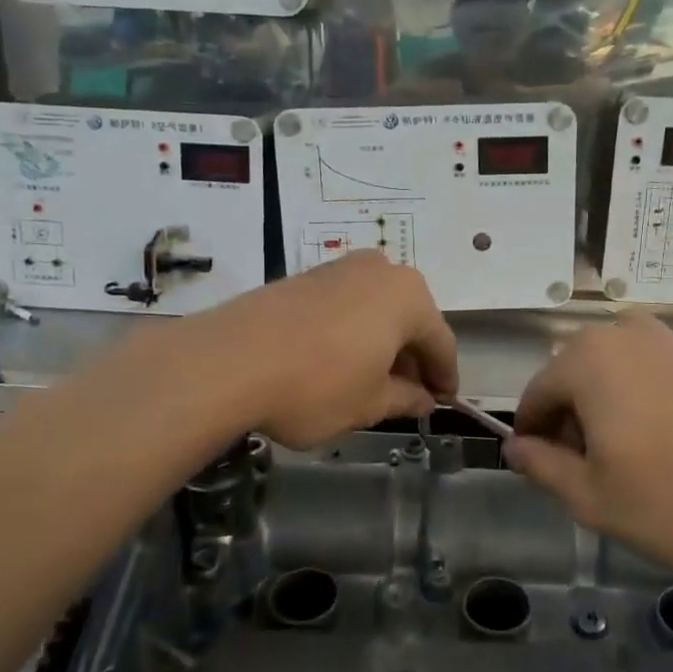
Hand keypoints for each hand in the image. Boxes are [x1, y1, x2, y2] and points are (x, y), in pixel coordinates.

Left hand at [206, 252, 458, 448]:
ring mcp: (339, 268)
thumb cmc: (317, 386)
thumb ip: (405, 399)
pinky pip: (345, 305)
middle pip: (409, 319)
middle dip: (412, 357)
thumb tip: (423, 399)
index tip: (443, 402)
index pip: (440, 342)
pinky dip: (352, 331)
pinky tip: (339, 360)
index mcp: (409, 297)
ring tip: (372, 379)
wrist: (228, 361)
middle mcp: (380, 270)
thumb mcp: (369, 404)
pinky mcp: (304, 276)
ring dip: (382, 342)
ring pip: (376, 309)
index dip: (444, 376)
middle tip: (408, 394)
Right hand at [506, 315, 672, 570]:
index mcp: (586, 360)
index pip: (534, 399)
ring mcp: (665, 338)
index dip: (533, 442)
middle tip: (595, 480)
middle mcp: (620, 333)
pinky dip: (639, 406)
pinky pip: (645, 375)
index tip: (550, 478)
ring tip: (633, 468)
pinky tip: (666, 448)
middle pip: (570, 383)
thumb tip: (515, 447)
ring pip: (608, 379)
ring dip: (605, 417)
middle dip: (571, 428)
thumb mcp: (595, 499)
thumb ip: (543, 468)